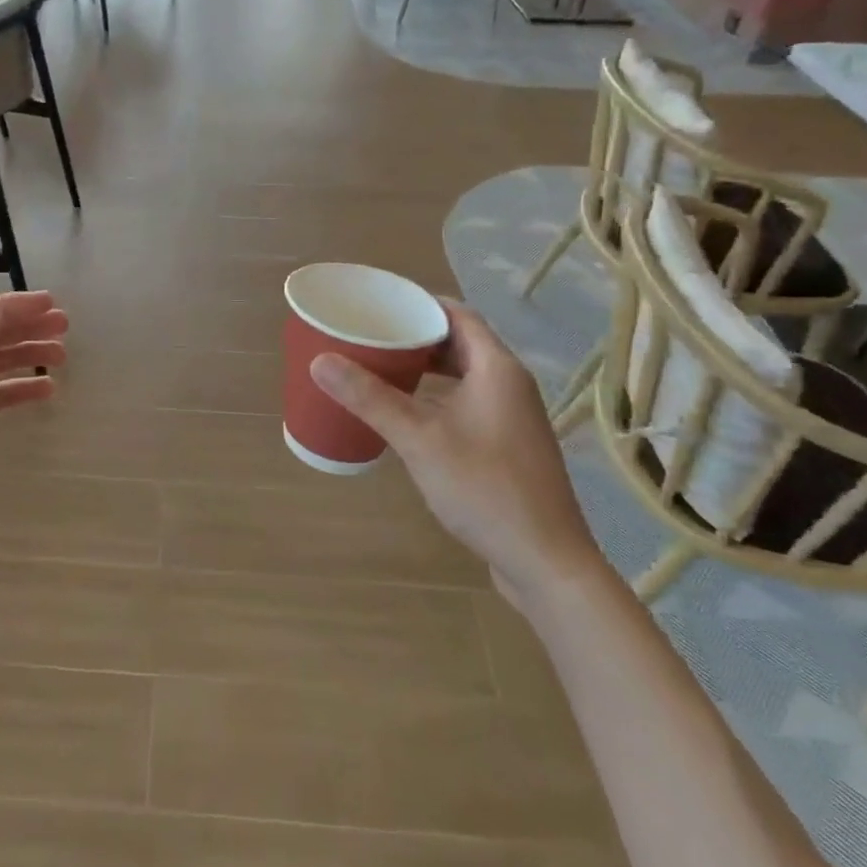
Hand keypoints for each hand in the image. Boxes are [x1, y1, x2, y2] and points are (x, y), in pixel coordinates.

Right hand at [310, 301, 605, 606]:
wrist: (546, 563)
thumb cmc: (485, 488)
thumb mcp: (418, 439)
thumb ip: (370, 397)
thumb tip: (320, 360)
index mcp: (497, 369)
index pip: (457, 314)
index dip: (419, 303)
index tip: (379, 304)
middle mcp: (510, 385)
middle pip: (460, 342)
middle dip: (416, 335)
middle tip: (371, 335)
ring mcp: (513, 418)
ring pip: (464, 375)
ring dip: (426, 367)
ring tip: (382, 367)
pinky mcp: (508, 446)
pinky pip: (468, 402)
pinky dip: (437, 396)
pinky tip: (408, 414)